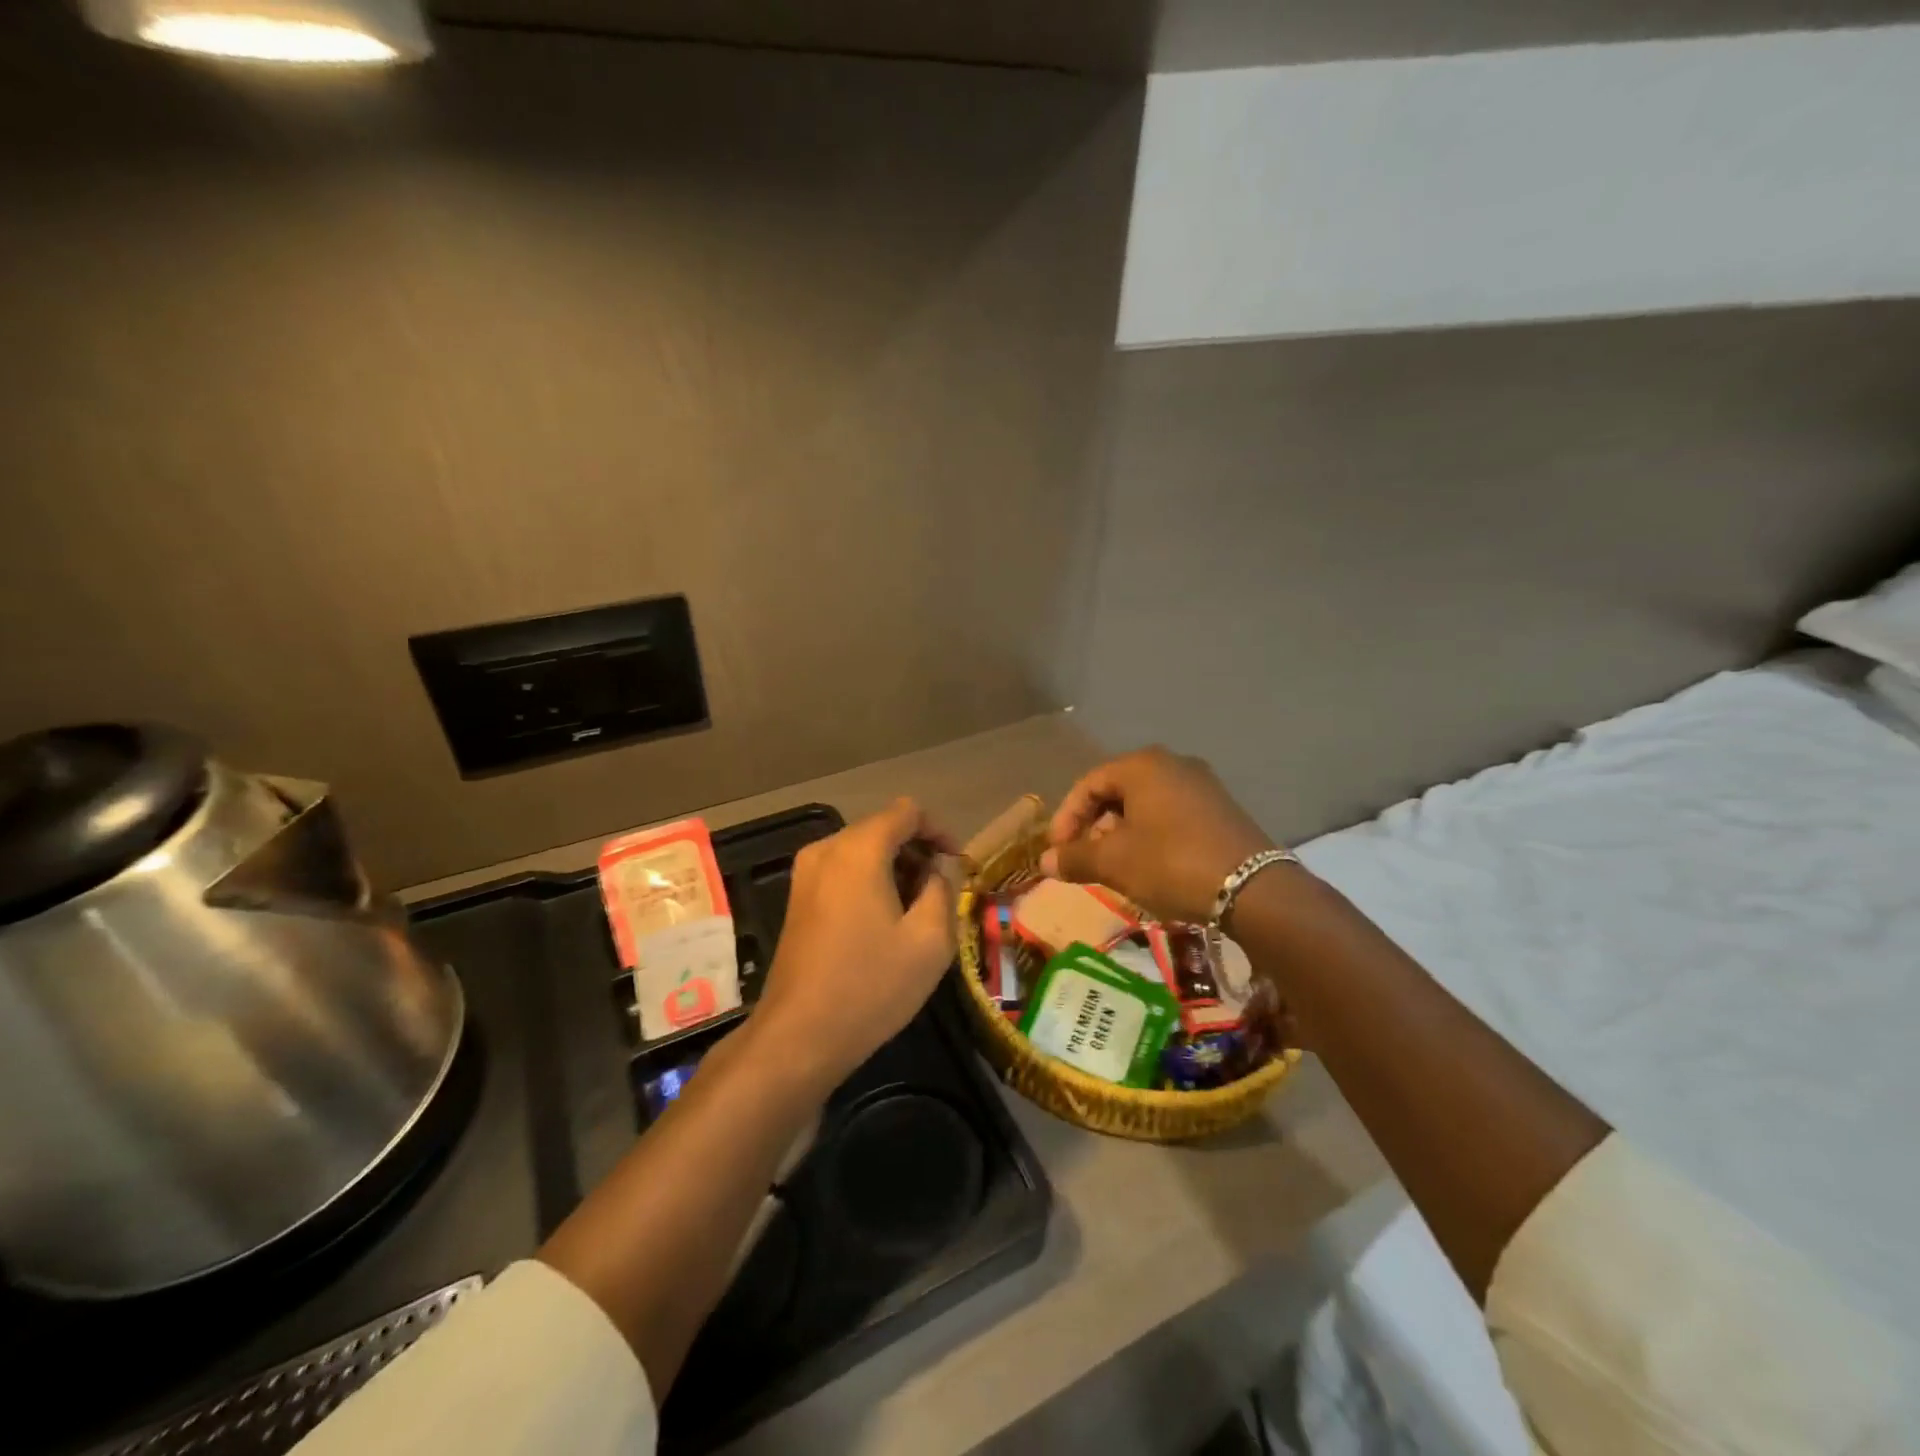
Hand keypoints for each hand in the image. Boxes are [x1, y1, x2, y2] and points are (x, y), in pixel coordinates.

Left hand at [750, 799, 958, 1090]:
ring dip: (895, 868)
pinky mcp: (798, 899)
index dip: (939, 830)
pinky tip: (885, 922)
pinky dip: (870, 882)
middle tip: (943, 892)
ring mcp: (806, 874)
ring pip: (862, 851)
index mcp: (860, 849)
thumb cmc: (871, 985)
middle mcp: (827, 849)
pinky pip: (843, 872)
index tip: (958, 864)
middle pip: (882, 828)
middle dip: (917, 852)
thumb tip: (939, 869)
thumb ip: (943, 889)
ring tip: (918, 911)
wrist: (798, 1036)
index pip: (908, 812)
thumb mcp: (929, 939)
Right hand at [1040, 747, 1273, 922]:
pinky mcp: (1221, 809)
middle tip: (1086, 860)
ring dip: (1122, 835)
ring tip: (1116, 868)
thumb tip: (1045, 862)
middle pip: (1117, 792)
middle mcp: (1173, 764)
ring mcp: (1202, 785)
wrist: (1253, 889)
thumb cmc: (1171, 864)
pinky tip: (1151, 868)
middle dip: (1095, 827)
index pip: (1088, 784)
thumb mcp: (1115, 863)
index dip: (1066, 819)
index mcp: (1142, 766)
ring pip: (1145, 805)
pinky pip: (1171, 815)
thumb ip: (1075, 857)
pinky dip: (1151, 837)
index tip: (1058, 852)